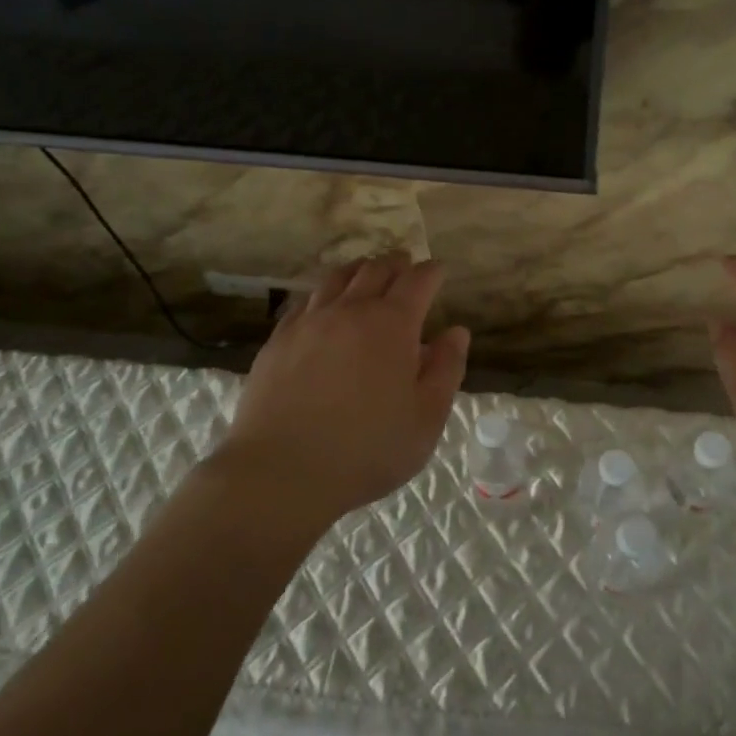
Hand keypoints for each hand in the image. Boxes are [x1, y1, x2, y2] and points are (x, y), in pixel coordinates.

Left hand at [214, 251, 470, 526]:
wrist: (281, 471)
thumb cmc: (367, 449)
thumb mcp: (426, 418)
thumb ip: (446, 369)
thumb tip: (456, 332)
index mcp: (393, 324)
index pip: (418, 281)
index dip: (432, 272)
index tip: (439, 271)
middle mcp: (351, 310)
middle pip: (376, 269)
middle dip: (397, 264)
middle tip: (406, 266)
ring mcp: (310, 322)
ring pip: (337, 278)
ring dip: (359, 270)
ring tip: (366, 274)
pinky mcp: (279, 340)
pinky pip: (305, 301)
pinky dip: (324, 294)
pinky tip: (323, 306)